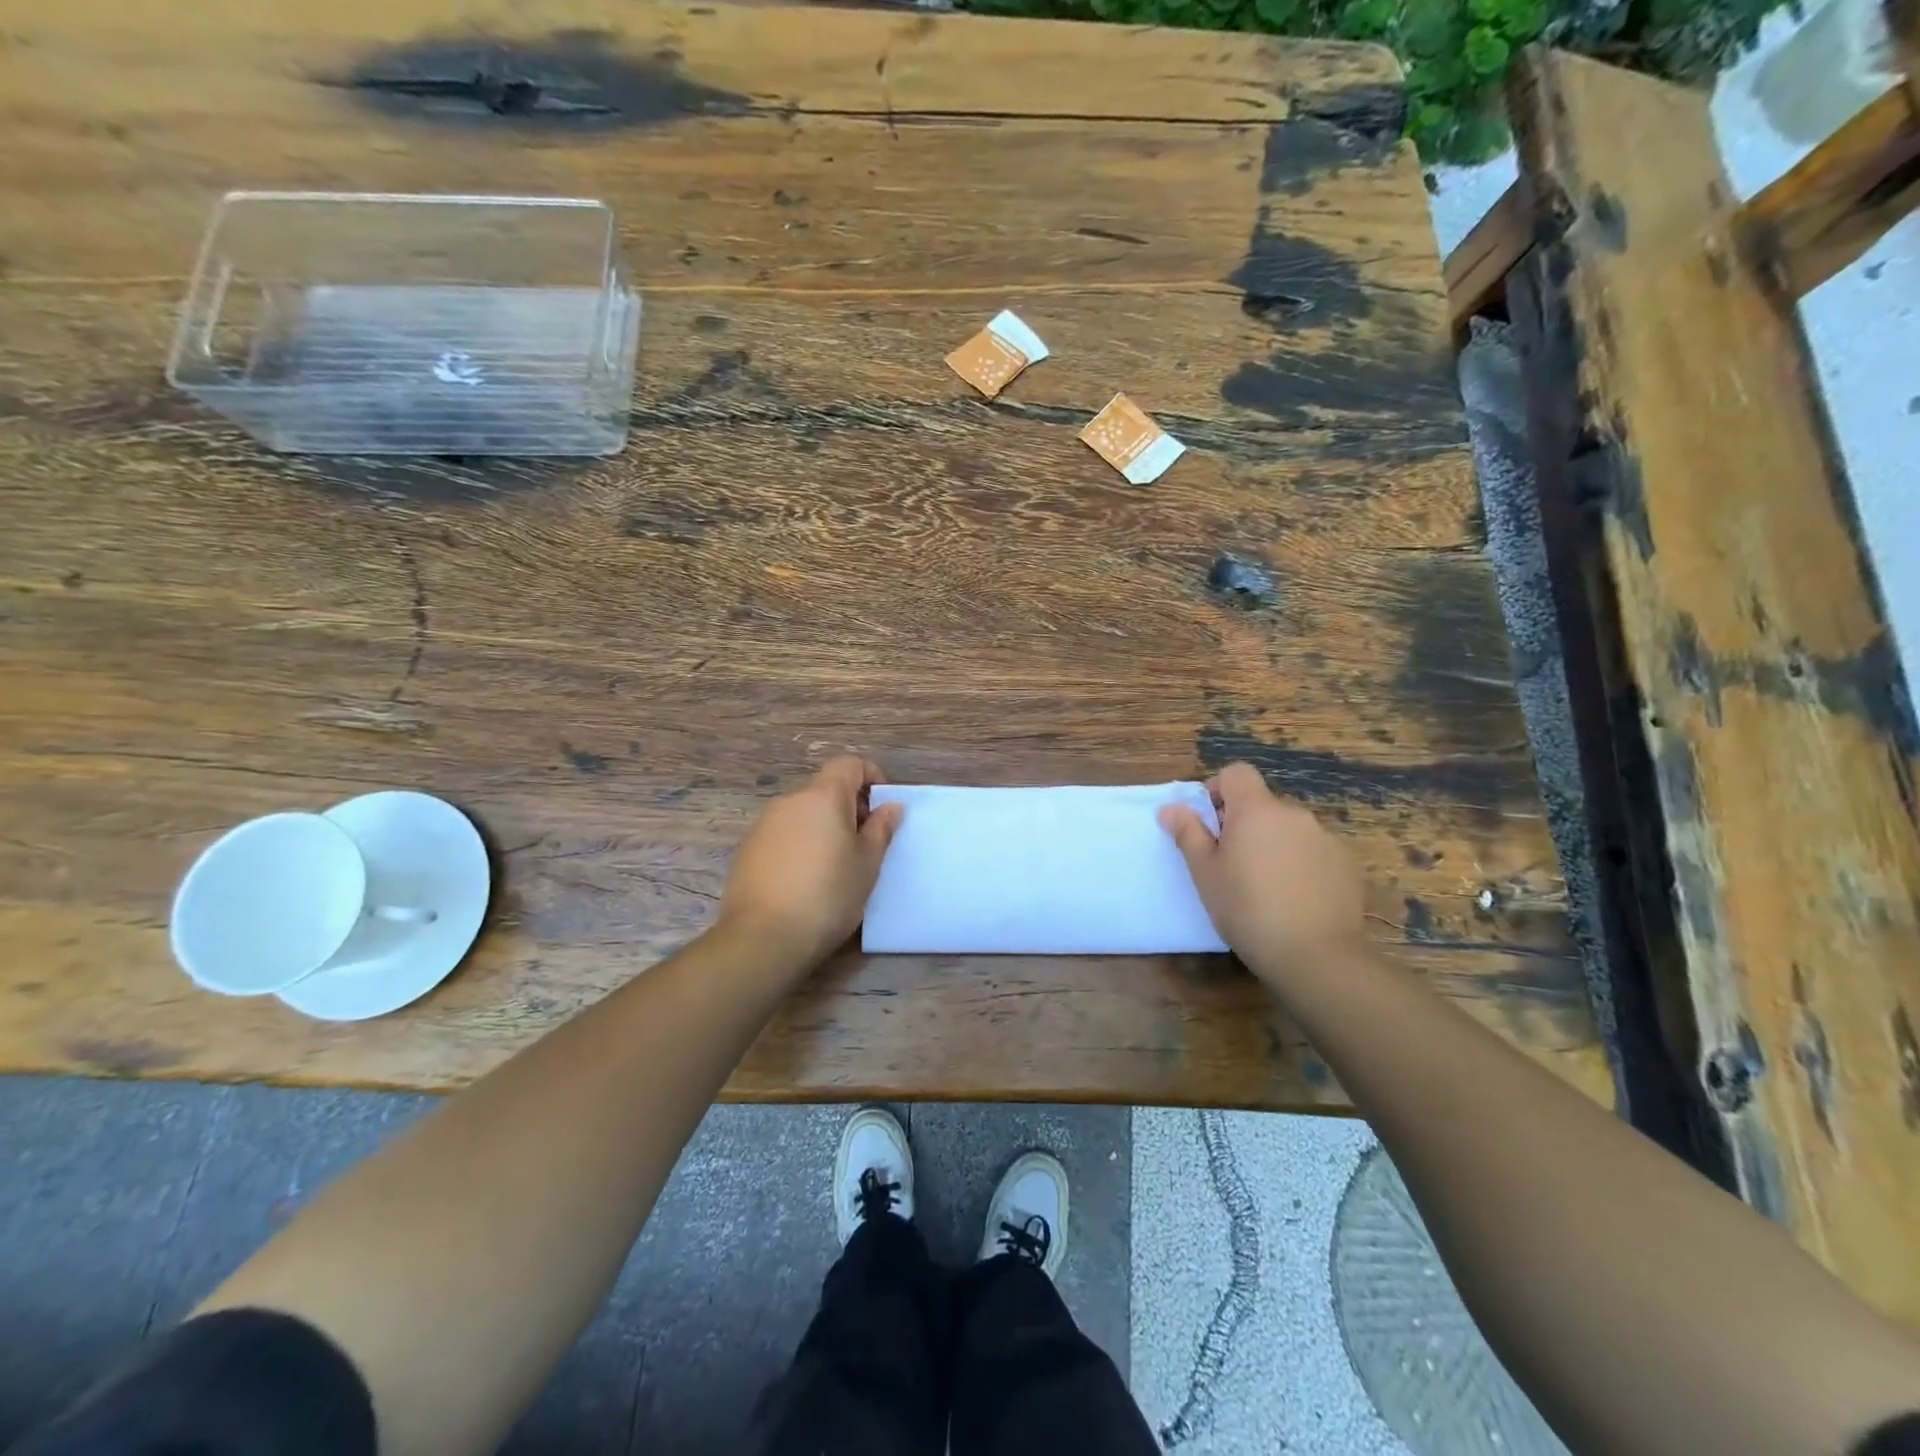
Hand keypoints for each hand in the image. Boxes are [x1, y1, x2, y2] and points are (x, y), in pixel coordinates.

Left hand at [716, 756, 903, 971]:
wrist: (763, 938)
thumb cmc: (828, 896)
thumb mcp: (867, 864)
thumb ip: (881, 829)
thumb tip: (890, 806)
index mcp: (823, 797)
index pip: (849, 764)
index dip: (871, 776)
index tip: (882, 807)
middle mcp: (790, 801)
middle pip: (825, 789)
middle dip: (848, 807)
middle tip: (864, 843)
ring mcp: (763, 824)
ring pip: (802, 813)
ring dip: (823, 826)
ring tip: (835, 866)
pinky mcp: (747, 849)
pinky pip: (782, 834)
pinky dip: (800, 843)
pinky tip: (805, 879)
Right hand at [1159, 762, 1364, 984]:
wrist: (1315, 955)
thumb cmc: (1246, 909)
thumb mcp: (1205, 873)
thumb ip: (1188, 833)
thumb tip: (1171, 808)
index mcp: (1256, 810)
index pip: (1237, 773)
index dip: (1219, 789)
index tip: (1210, 822)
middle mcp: (1294, 814)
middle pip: (1263, 804)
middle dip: (1245, 824)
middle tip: (1231, 863)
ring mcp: (1326, 838)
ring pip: (1289, 829)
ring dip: (1273, 844)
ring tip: (1265, 886)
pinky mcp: (1347, 864)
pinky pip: (1314, 851)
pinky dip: (1301, 864)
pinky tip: (1295, 898)